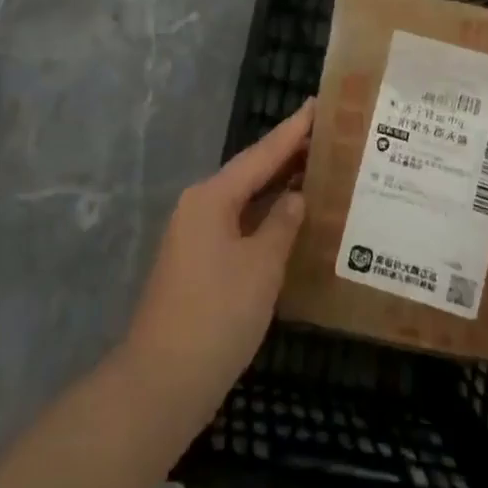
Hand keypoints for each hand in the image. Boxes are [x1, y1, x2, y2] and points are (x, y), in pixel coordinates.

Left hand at [120, 99, 313, 423]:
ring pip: (244, 200)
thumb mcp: (261, 266)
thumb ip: (282, 224)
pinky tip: (289, 221)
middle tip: (327, 134)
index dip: (292, 130)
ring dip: (277, 186)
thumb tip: (295, 197)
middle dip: (287, 155)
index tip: (317, 103)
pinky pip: (238, 224)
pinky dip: (265, 216)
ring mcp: (195, 236)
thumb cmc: (216, 316)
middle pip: (250, 172)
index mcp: (212, 197)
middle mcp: (199, 207)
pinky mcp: (197, 264)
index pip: (261, 154)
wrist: (160, 384)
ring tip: (316, 169)